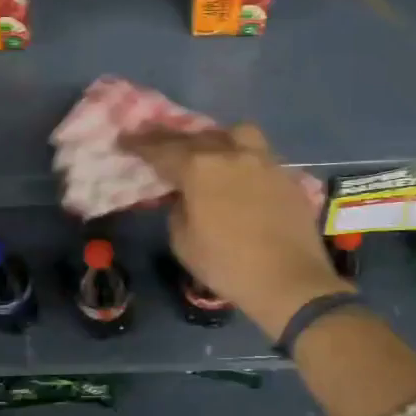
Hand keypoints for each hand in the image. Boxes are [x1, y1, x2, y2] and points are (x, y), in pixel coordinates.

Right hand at [122, 123, 345, 341]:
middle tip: (160, 142)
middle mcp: (231, 154)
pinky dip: (243, 158)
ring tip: (210, 151)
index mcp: (200, 168)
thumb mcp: (184, 242)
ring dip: (216, 138)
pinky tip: (240, 174)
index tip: (125, 140)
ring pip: (236, 134)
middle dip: (174, 139)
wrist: (290, 281)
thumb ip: (178, 210)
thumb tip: (185, 197)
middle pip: (197, 136)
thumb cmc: (227, 265)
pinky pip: (259, 155)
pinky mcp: (286, 175)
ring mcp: (263, 161)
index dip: (140, 145)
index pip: (162, 150)